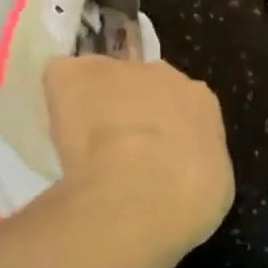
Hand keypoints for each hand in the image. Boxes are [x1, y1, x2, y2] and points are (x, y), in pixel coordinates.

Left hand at [44, 56, 234, 250]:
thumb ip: (190, 163)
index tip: (154, 154)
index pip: (180, 105)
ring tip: (83, 144)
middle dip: (130, 110)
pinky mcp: (75, 74)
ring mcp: (118, 70)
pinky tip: (58, 131)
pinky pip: (63, 77)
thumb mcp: (209, 186)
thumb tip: (174, 169)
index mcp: (200, 103)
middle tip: (118, 150)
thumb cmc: (189, 197)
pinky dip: (58, 98)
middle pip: (142, 85)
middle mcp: (164, 75)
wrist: (145, 190)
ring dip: (94, 104)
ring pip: (102, 80)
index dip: (164, 128)